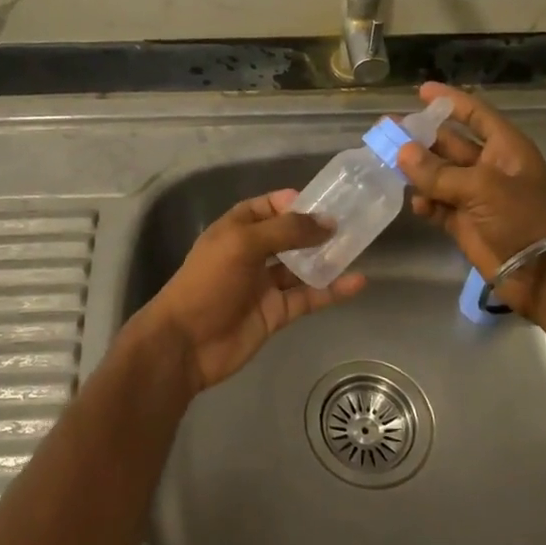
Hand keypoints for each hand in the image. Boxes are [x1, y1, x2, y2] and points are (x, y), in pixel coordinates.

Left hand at [127, 189, 365, 392]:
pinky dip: (331, 290)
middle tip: (351, 222)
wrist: (186, 344)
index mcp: (236, 229)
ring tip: (359, 246)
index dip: (292, 202)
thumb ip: (286, 231)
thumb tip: (327, 222)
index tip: (324, 200)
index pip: (267, 207)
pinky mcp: (276, 312)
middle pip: (288, 235)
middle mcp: (251, 253)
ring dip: (326, 258)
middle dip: (316, 229)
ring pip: (302, 266)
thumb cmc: (208, 282)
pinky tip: (356, 282)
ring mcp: (264, 284)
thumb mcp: (243, 244)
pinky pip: (308, 296)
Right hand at [396, 82, 545, 316]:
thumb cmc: (521, 218)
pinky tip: (415, 204)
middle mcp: (489, 166)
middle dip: (421, 137)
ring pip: (438, 174)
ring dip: (416, 170)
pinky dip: (425, 203)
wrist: (541, 272)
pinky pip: (437, 205)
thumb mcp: (482, 187)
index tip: (422, 91)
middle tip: (387, 130)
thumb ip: (439, 172)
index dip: (451, 102)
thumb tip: (402, 152)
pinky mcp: (463, 222)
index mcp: (505, 148)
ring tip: (387, 163)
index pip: (475, 114)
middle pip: (450, 143)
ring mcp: (475, 196)